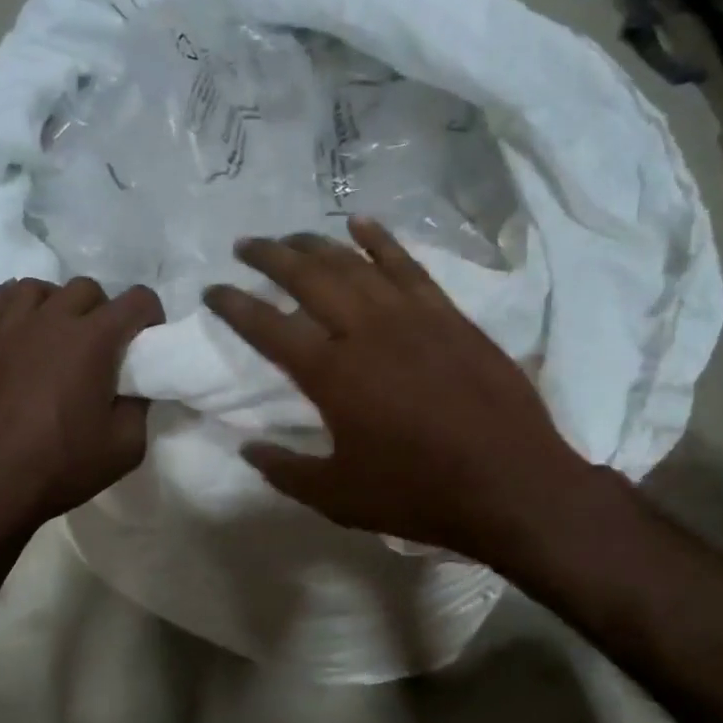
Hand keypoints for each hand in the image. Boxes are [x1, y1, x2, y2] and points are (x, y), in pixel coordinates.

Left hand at [0, 276, 163, 553]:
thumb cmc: (59, 468)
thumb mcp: (125, 448)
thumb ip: (138, 406)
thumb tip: (133, 386)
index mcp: (93, 341)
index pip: (137, 300)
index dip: (151, 317)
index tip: (147, 342)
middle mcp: (51, 319)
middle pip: (89, 289)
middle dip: (105, 312)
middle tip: (104, 349)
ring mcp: (9, 325)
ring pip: (42, 288)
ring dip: (60, 306)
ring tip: (60, 338)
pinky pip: (1, 299)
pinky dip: (20, 307)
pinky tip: (23, 332)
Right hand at [202, 218, 588, 565]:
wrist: (510, 483)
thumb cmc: (418, 493)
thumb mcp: (339, 497)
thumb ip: (286, 470)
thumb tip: (248, 449)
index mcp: (332, 374)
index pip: (268, 327)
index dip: (234, 305)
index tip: (212, 290)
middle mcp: (366, 331)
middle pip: (307, 277)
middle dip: (269, 257)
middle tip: (244, 246)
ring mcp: (412, 316)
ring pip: (354, 264)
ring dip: (316, 245)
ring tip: (290, 237)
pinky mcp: (449, 316)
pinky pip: (408, 265)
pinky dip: (381, 241)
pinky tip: (361, 225)